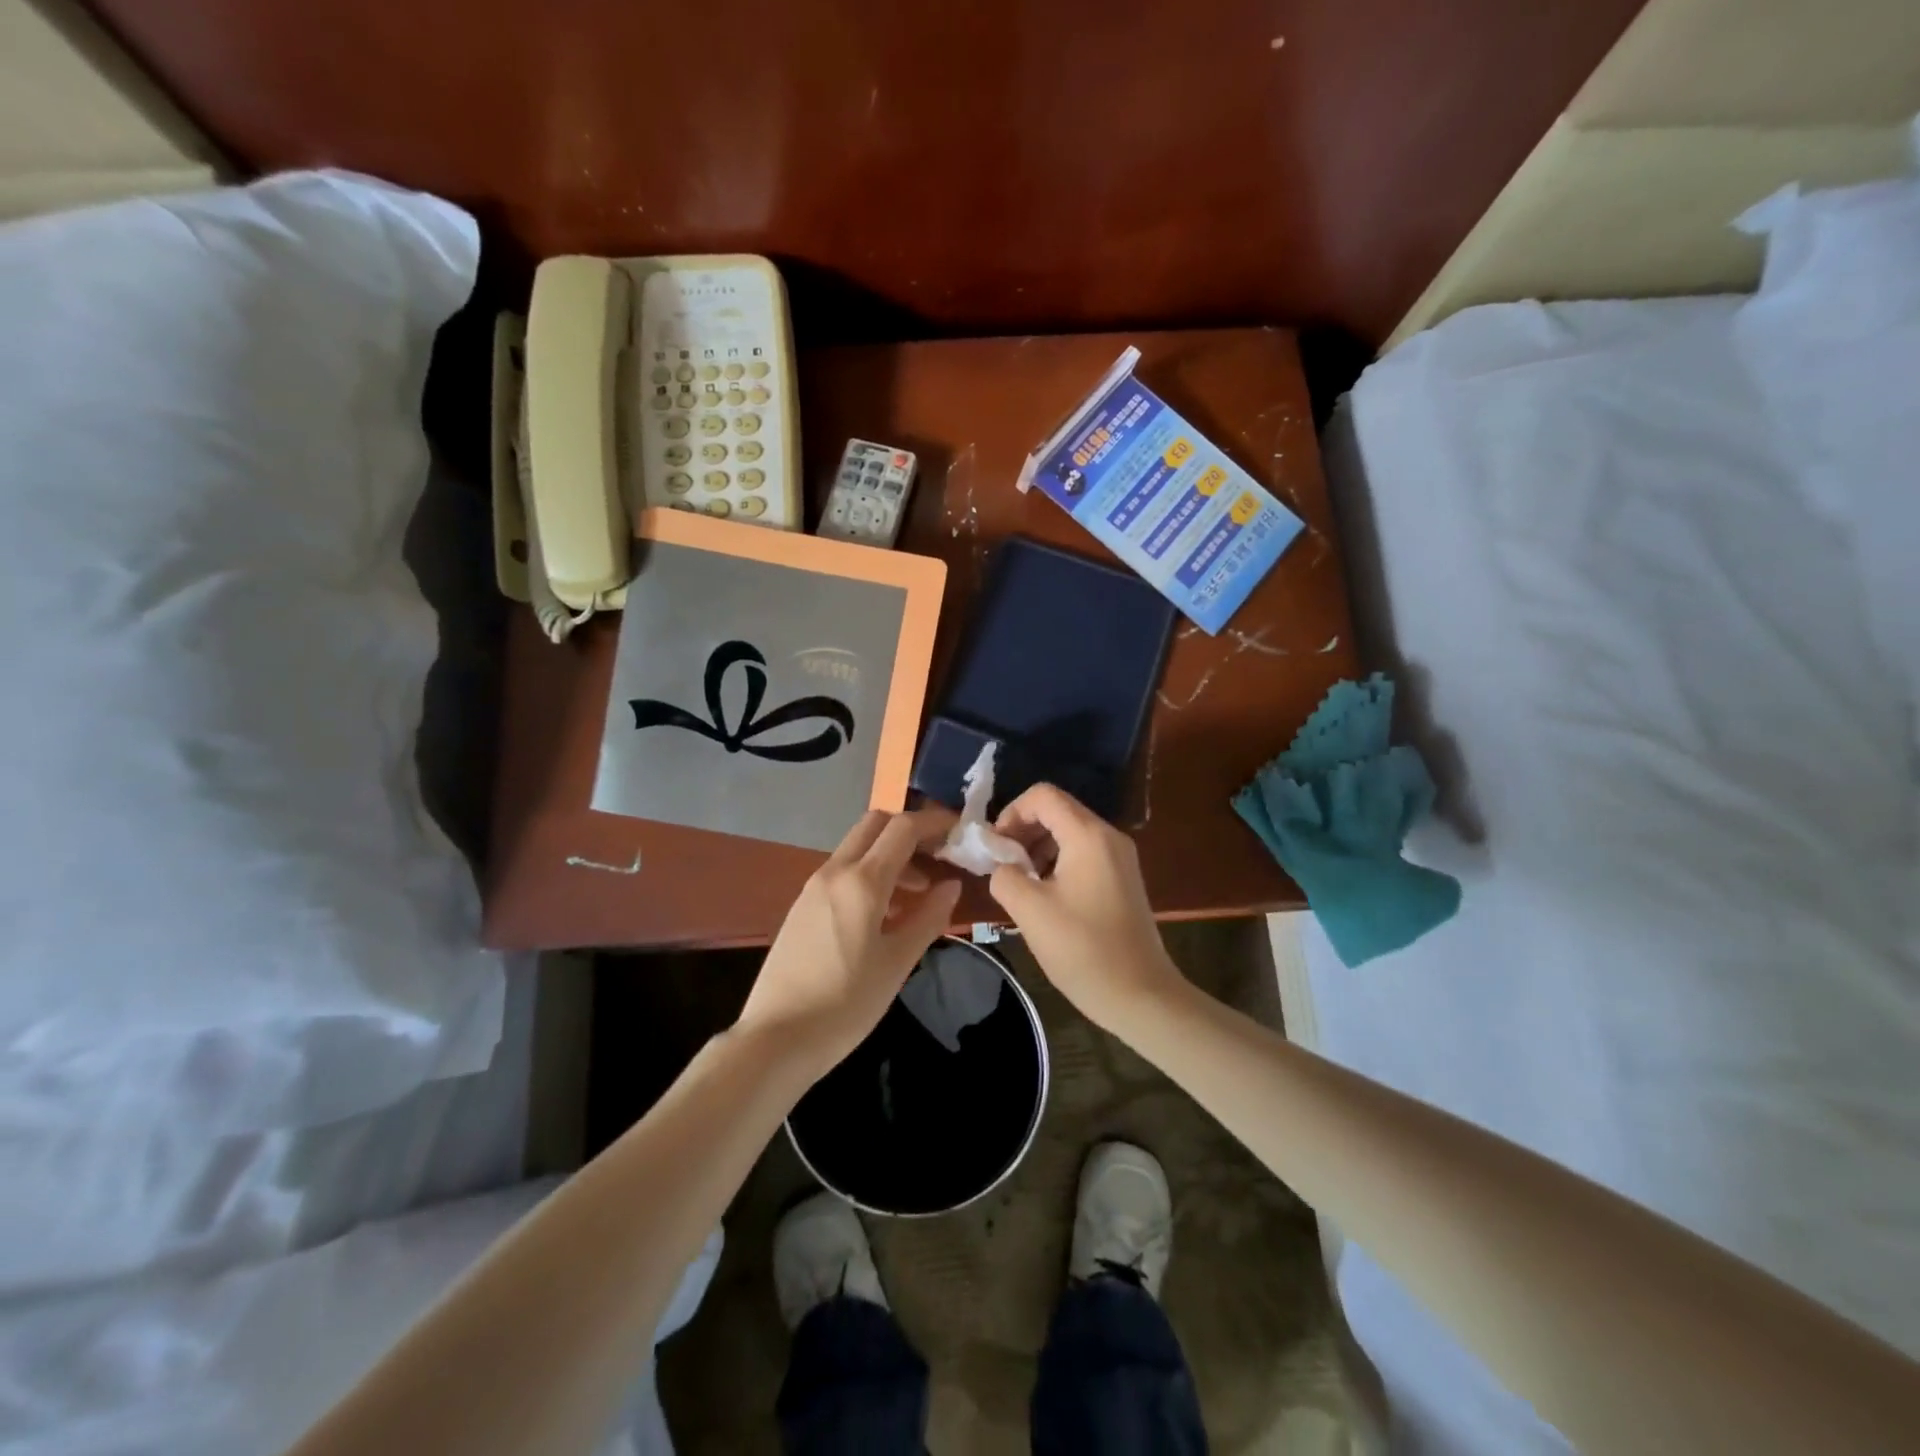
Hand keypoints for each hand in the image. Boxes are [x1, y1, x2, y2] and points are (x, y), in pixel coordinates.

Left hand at [736, 807, 961, 1076]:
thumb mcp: (897, 963)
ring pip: (857, 849)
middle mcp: (834, 872)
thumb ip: (929, 918)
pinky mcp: (802, 907)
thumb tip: (951, 885)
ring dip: (890, 857)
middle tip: (937, 858)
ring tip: (919, 895)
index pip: (903, 829)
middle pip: (875, 825)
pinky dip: (869, 876)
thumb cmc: (845, 1004)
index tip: (959, 830)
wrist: (775, 1039)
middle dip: (909, 832)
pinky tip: (885, 915)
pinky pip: (842, 873)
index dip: (934, 823)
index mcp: (861, 881)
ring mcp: (813, 888)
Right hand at [986, 784, 1184, 1032]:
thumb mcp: (1030, 910)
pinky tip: (1045, 896)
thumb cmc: (1083, 949)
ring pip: (1069, 833)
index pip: (1043, 796)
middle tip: (1002, 866)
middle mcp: (1109, 836)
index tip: (996, 848)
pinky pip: (1083, 853)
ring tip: (1021, 884)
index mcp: (1088, 835)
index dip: (1011, 813)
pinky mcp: (1123, 879)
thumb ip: (1005, 876)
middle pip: (1057, 811)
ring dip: (1038, 848)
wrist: (1141, 995)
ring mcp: (1120, 858)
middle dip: (1023, 831)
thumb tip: (1002, 866)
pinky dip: (1057, 862)